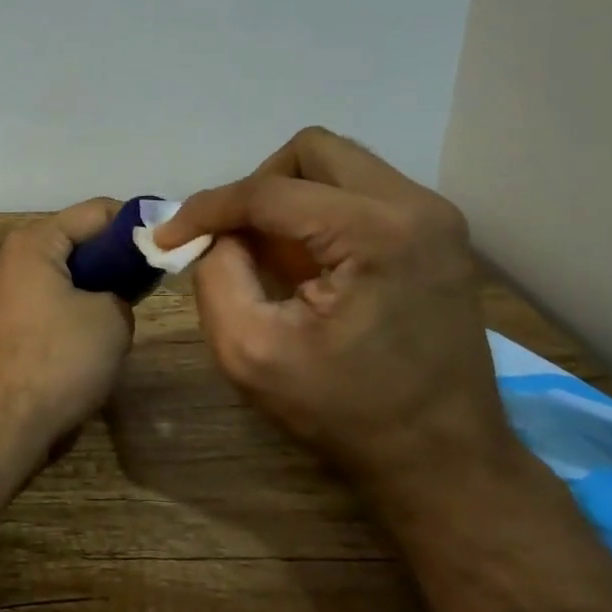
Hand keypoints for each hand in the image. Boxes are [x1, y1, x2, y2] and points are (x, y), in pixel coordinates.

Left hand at [0, 198, 135, 446]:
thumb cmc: (57, 359)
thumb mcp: (112, 318)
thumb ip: (123, 292)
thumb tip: (115, 298)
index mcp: (34, 243)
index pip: (96, 211)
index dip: (136, 223)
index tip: (168, 243)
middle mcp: (12, 262)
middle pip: (77, 244)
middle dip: (115, 260)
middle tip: (151, 281)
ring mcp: (4, 298)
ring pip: (64, 280)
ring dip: (95, 292)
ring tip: (128, 312)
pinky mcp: (4, 332)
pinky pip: (50, 309)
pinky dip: (75, 316)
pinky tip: (96, 341)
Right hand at [154, 128, 508, 492]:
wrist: (443, 459)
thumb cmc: (345, 412)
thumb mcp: (251, 352)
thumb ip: (216, 276)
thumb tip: (214, 235)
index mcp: (376, 232)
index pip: (269, 191)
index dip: (207, 208)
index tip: (168, 235)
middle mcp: (415, 206)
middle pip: (311, 151)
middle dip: (257, 188)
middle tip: (233, 238)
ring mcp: (434, 217)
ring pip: (337, 165)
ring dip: (289, 199)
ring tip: (271, 256)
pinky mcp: (436, 234)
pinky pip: (360, 192)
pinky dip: (319, 214)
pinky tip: (307, 264)